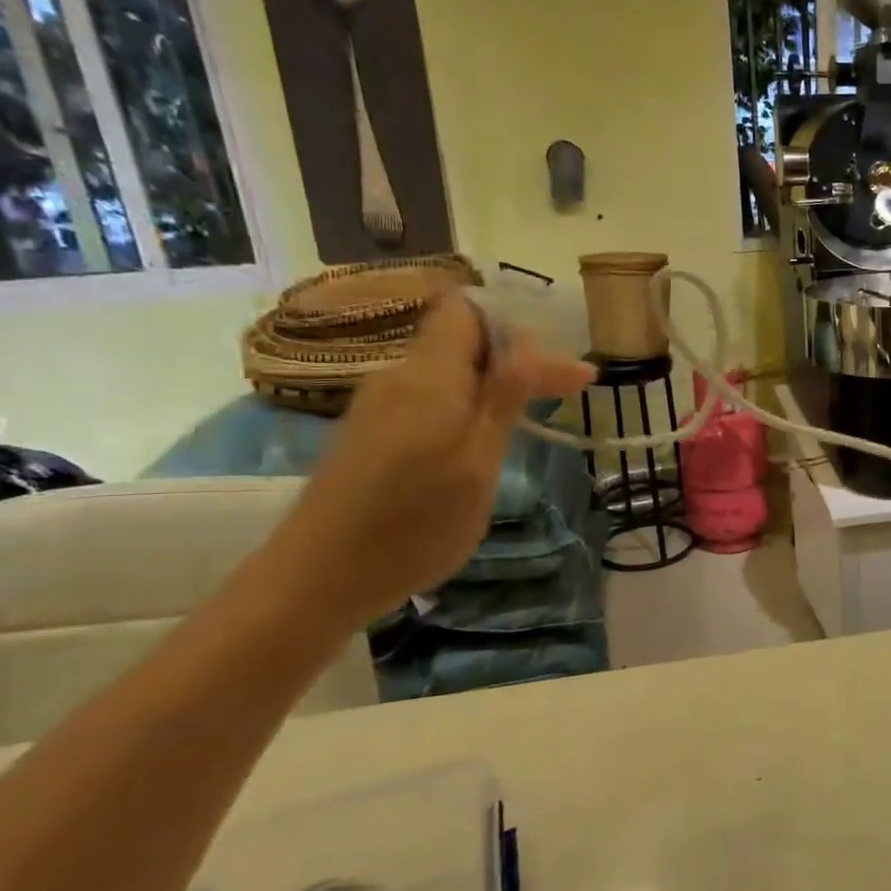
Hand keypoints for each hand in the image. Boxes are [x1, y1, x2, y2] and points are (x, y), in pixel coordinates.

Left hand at [268, 296, 594, 627]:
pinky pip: (430, 397)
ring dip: (495, 384)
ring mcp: (380, 405)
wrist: (318, 578)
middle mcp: (399, 377)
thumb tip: (528, 343)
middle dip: (519, 358)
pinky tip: (484, 438)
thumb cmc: (414, 524)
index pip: (468, 311)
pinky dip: (467, 406)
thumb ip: (502, 398)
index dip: (517, 328)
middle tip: (572, 390)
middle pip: (463, 340)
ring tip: (534, 415)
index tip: (556, 368)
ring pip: (448, 371)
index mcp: (428, 376)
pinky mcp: (371, 432)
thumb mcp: (478, 462)